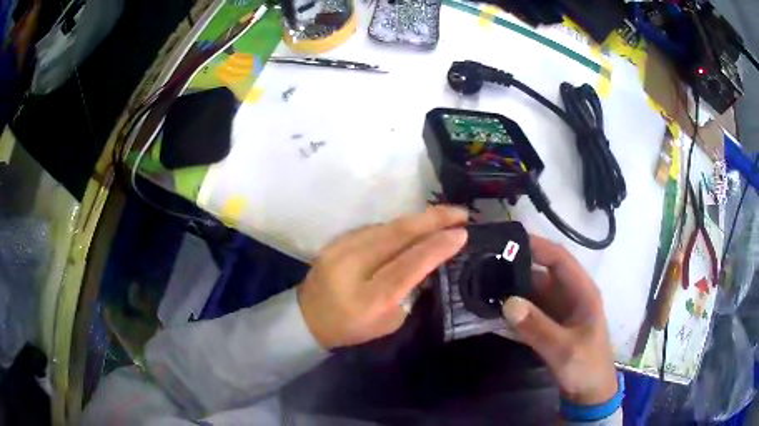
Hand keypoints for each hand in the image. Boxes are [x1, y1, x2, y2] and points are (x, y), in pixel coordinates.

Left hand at [298, 206, 467, 349]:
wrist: (307, 318)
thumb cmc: (352, 328)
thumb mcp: (389, 321)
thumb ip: (410, 290)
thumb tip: (427, 261)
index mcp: (370, 298)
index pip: (410, 264)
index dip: (438, 246)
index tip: (463, 232)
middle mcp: (353, 267)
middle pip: (398, 234)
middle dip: (434, 219)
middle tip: (461, 213)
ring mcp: (341, 249)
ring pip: (387, 226)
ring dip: (418, 219)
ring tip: (443, 217)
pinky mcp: (336, 241)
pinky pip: (375, 228)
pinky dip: (399, 226)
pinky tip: (414, 226)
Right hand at [501, 235, 617, 405]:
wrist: (590, 394)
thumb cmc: (586, 367)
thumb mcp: (564, 349)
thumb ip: (538, 327)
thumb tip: (508, 302)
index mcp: (582, 292)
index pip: (559, 258)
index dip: (536, 246)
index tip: (506, 240)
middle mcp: (570, 296)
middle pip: (542, 273)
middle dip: (516, 268)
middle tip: (484, 266)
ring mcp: (559, 312)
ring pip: (533, 292)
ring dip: (512, 290)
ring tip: (483, 285)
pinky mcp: (550, 326)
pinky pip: (530, 311)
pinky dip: (514, 309)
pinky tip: (493, 310)